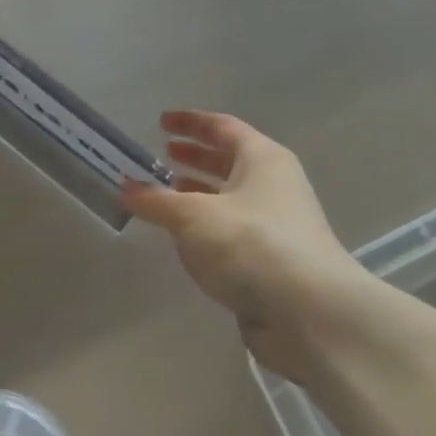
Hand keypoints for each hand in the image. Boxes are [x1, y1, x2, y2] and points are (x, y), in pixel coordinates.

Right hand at [121, 111, 391, 380]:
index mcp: (263, 159)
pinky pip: (233, 232)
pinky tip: (184, 239)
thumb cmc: (251, 244)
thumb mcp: (193, 216)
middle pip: (230, 161)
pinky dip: (207, 228)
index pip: (223, 127)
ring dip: (199, 194)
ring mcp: (276, 224)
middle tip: (163, 155)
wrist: (310, 313)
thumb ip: (155, 201)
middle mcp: (274, 185)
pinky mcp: (272, 261)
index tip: (161, 122)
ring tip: (165, 195)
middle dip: (196, 157)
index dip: (191, 122)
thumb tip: (124, 187)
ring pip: (230, 198)